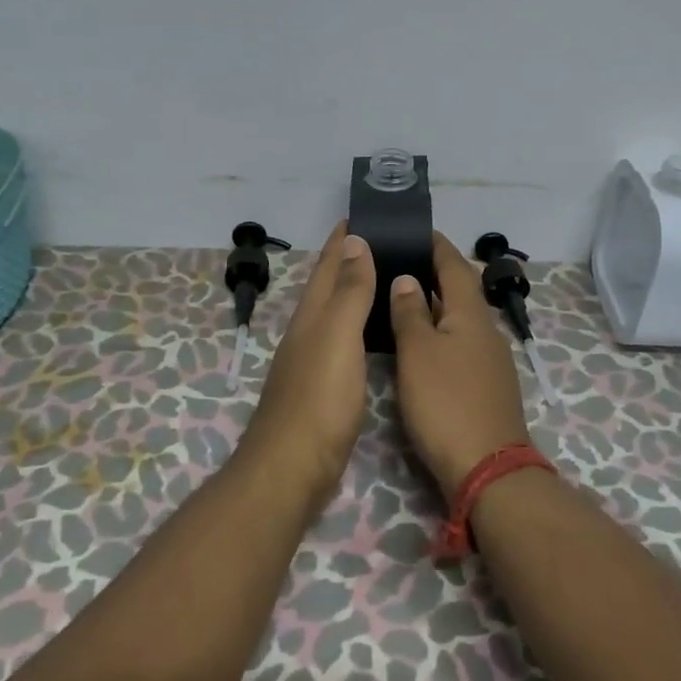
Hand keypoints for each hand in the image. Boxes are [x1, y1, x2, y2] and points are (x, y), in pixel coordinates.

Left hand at [239, 222, 376, 517]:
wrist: (293, 467)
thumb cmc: (319, 397)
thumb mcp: (337, 335)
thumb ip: (348, 291)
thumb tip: (354, 241)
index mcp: (311, 315)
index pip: (328, 265)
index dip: (342, 239)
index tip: (362, 213)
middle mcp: (308, 332)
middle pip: (329, 286)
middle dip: (350, 260)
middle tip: (385, 240)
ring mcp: (314, 361)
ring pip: (337, 314)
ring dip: (356, 292)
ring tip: (387, 277)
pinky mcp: (325, 388)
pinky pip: (345, 341)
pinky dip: (360, 326)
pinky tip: (376, 333)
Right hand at [389, 232, 530, 499]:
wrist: (488, 468)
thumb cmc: (446, 403)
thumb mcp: (418, 353)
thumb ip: (411, 313)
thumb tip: (407, 279)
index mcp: (471, 314)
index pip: (455, 265)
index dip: (436, 245)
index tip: (416, 230)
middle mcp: (486, 330)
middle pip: (460, 291)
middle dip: (433, 273)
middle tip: (398, 262)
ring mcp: (490, 360)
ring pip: (460, 319)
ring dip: (435, 305)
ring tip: (402, 298)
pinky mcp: (486, 386)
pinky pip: (460, 344)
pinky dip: (440, 333)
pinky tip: (420, 344)